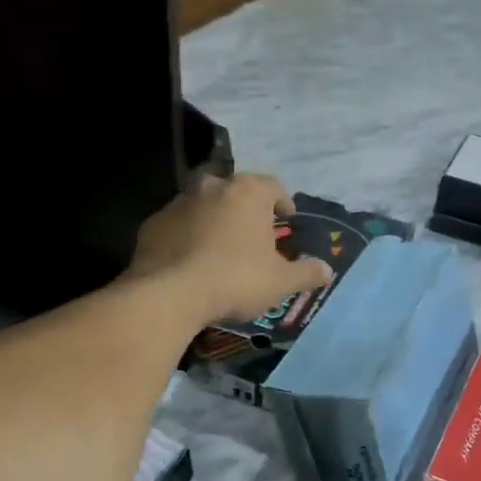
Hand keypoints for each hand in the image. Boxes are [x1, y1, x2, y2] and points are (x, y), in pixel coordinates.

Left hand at [129, 173, 333, 324]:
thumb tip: (327, 270)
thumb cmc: (236, 280)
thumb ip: (307, 272)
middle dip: (245, 207)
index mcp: (248, 193)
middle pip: (236, 190)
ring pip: (204, 204)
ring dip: (215, 219)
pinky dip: (188, 235)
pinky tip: (192, 260)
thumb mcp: (281, 282)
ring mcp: (179, 202)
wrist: (169, 294)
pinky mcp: (153, 223)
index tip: (286, 220)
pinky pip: (178, 224)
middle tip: (253, 233)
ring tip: (221, 248)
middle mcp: (213, 187)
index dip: (283, 202)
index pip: (273, 186)